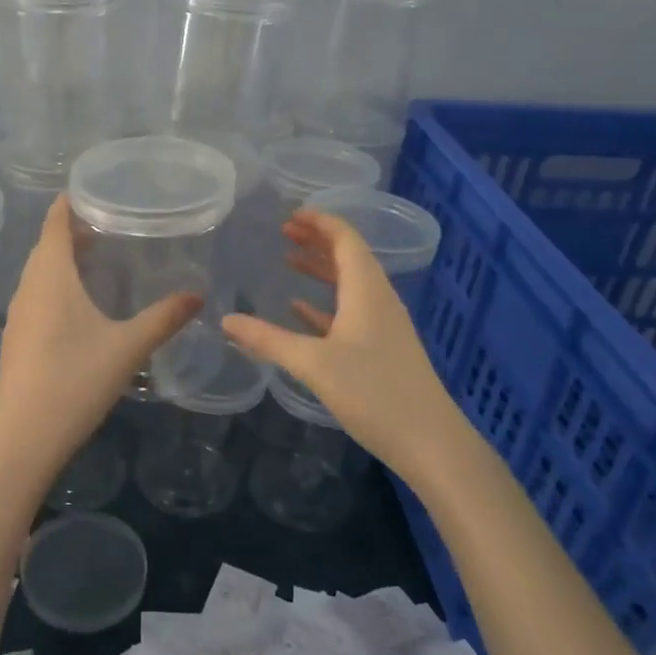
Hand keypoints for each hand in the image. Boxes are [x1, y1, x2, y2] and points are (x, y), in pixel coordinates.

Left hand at [0, 196, 201, 477]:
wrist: (26, 436)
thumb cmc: (77, 380)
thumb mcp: (129, 347)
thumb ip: (164, 318)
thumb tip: (198, 295)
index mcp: (51, 277)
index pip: (54, 225)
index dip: (68, 205)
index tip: (90, 191)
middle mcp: (28, 288)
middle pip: (45, 247)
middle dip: (70, 232)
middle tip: (106, 225)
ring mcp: (17, 315)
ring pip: (38, 274)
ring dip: (61, 261)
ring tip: (95, 260)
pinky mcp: (15, 339)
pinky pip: (35, 297)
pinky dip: (54, 286)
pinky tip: (76, 307)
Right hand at [221, 209, 451, 471]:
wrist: (429, 441)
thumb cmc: (374, 392)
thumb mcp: (314, 363)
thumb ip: (268, 340)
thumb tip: (226, 320)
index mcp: (367, 291)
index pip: (346, 240)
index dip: (320, 222)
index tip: (290, 214)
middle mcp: (377, 300)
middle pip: (348, 257)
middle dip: (317, 240)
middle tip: (283, 231)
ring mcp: (382, 325)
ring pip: (348, 284)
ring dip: (320, 269)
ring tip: (288, 260)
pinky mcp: (380, 349)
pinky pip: (349, 312)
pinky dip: (324, 303)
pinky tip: (300, 309)